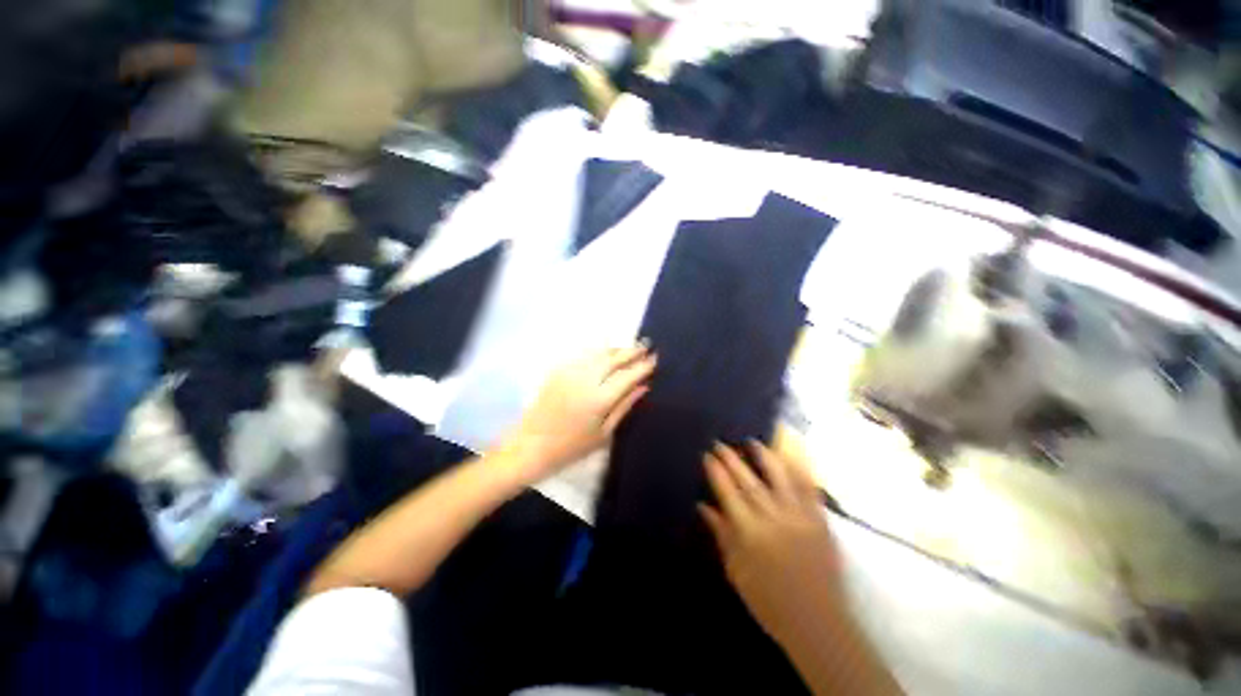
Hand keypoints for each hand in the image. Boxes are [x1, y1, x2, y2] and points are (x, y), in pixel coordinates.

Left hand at [503, 344, 655, 483]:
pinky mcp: (558, 370)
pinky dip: (598, 351)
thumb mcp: (604, 433)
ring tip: (629, 347)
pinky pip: (583, 355)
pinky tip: (605, 352)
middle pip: (613, 358)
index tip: (655, 358)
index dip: (643, 366)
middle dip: (631, 351)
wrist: (531, 445)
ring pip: (598, 353)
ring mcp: (570, 372)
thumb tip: (643, 387)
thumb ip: (624, 406)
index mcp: (599, 398)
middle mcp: (585, 379)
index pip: (627, 375)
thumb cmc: (571, 447)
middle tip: (645, 346)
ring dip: (616, 349)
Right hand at [700, 442, 843, 643]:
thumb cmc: (769, 601)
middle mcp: (774, 519)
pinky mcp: (820, 520)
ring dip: (764, 456)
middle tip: (721, 443)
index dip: (717, 473)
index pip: (728, 494)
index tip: (708, 456)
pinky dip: (799, 469)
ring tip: (753, 442)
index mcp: (750, 534)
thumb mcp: (736, 571)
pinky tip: (790, 456)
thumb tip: (703, 506)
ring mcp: (800, 517)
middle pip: (749, 481)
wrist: (817, 622)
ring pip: (780, 477)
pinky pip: (809, 488)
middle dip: (733, 460)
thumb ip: (721, 534)